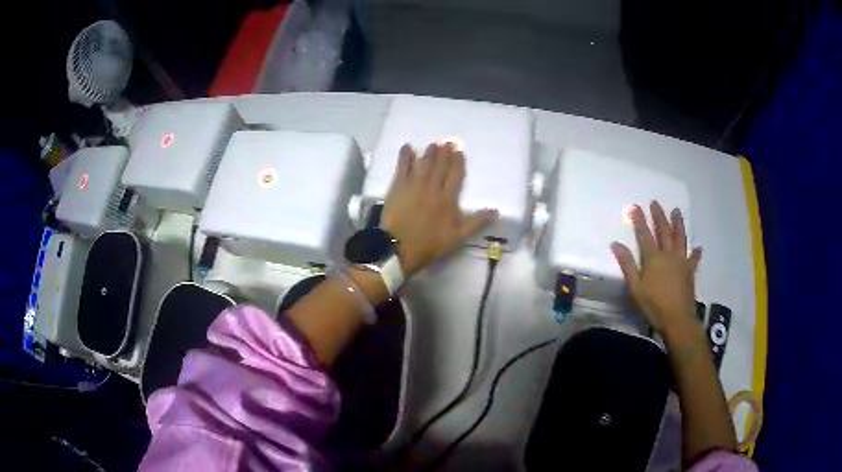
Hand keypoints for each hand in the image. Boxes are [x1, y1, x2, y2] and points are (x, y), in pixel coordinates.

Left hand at [380, 143, 497, 275]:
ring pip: (424, 165)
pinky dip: (405, 157)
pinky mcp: (397, 188)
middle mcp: (432, 188)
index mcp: (448, 200)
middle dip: (444, 153)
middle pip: (440, 167)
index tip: (459, 152)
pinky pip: (402, 168)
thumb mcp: (457, 237)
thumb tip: (496, 211)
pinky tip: (407, 147)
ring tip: (433, 144)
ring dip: (429, 153)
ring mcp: (413, 186)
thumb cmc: (428, 245)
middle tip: (447, 142)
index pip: (455, 176)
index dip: (458, 163)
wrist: (398, 248)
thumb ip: (476, 223)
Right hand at [611, 201, 701, 333]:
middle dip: (659, 216)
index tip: (635, 206)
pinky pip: (693, 259)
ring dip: (678, 224)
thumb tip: (616, 244)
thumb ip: (627, 265)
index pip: (644, 235)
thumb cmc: (653, 305)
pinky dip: (696, 253)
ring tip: (677, 211)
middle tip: (656, 202)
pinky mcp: (690, 271)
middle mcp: (668, 255)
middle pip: (663, 231)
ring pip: (680, 238)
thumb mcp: (635, 287)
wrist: (677, 319)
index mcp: (653, 258)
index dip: (639, 220)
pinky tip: (699, 247)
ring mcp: (681, 262)